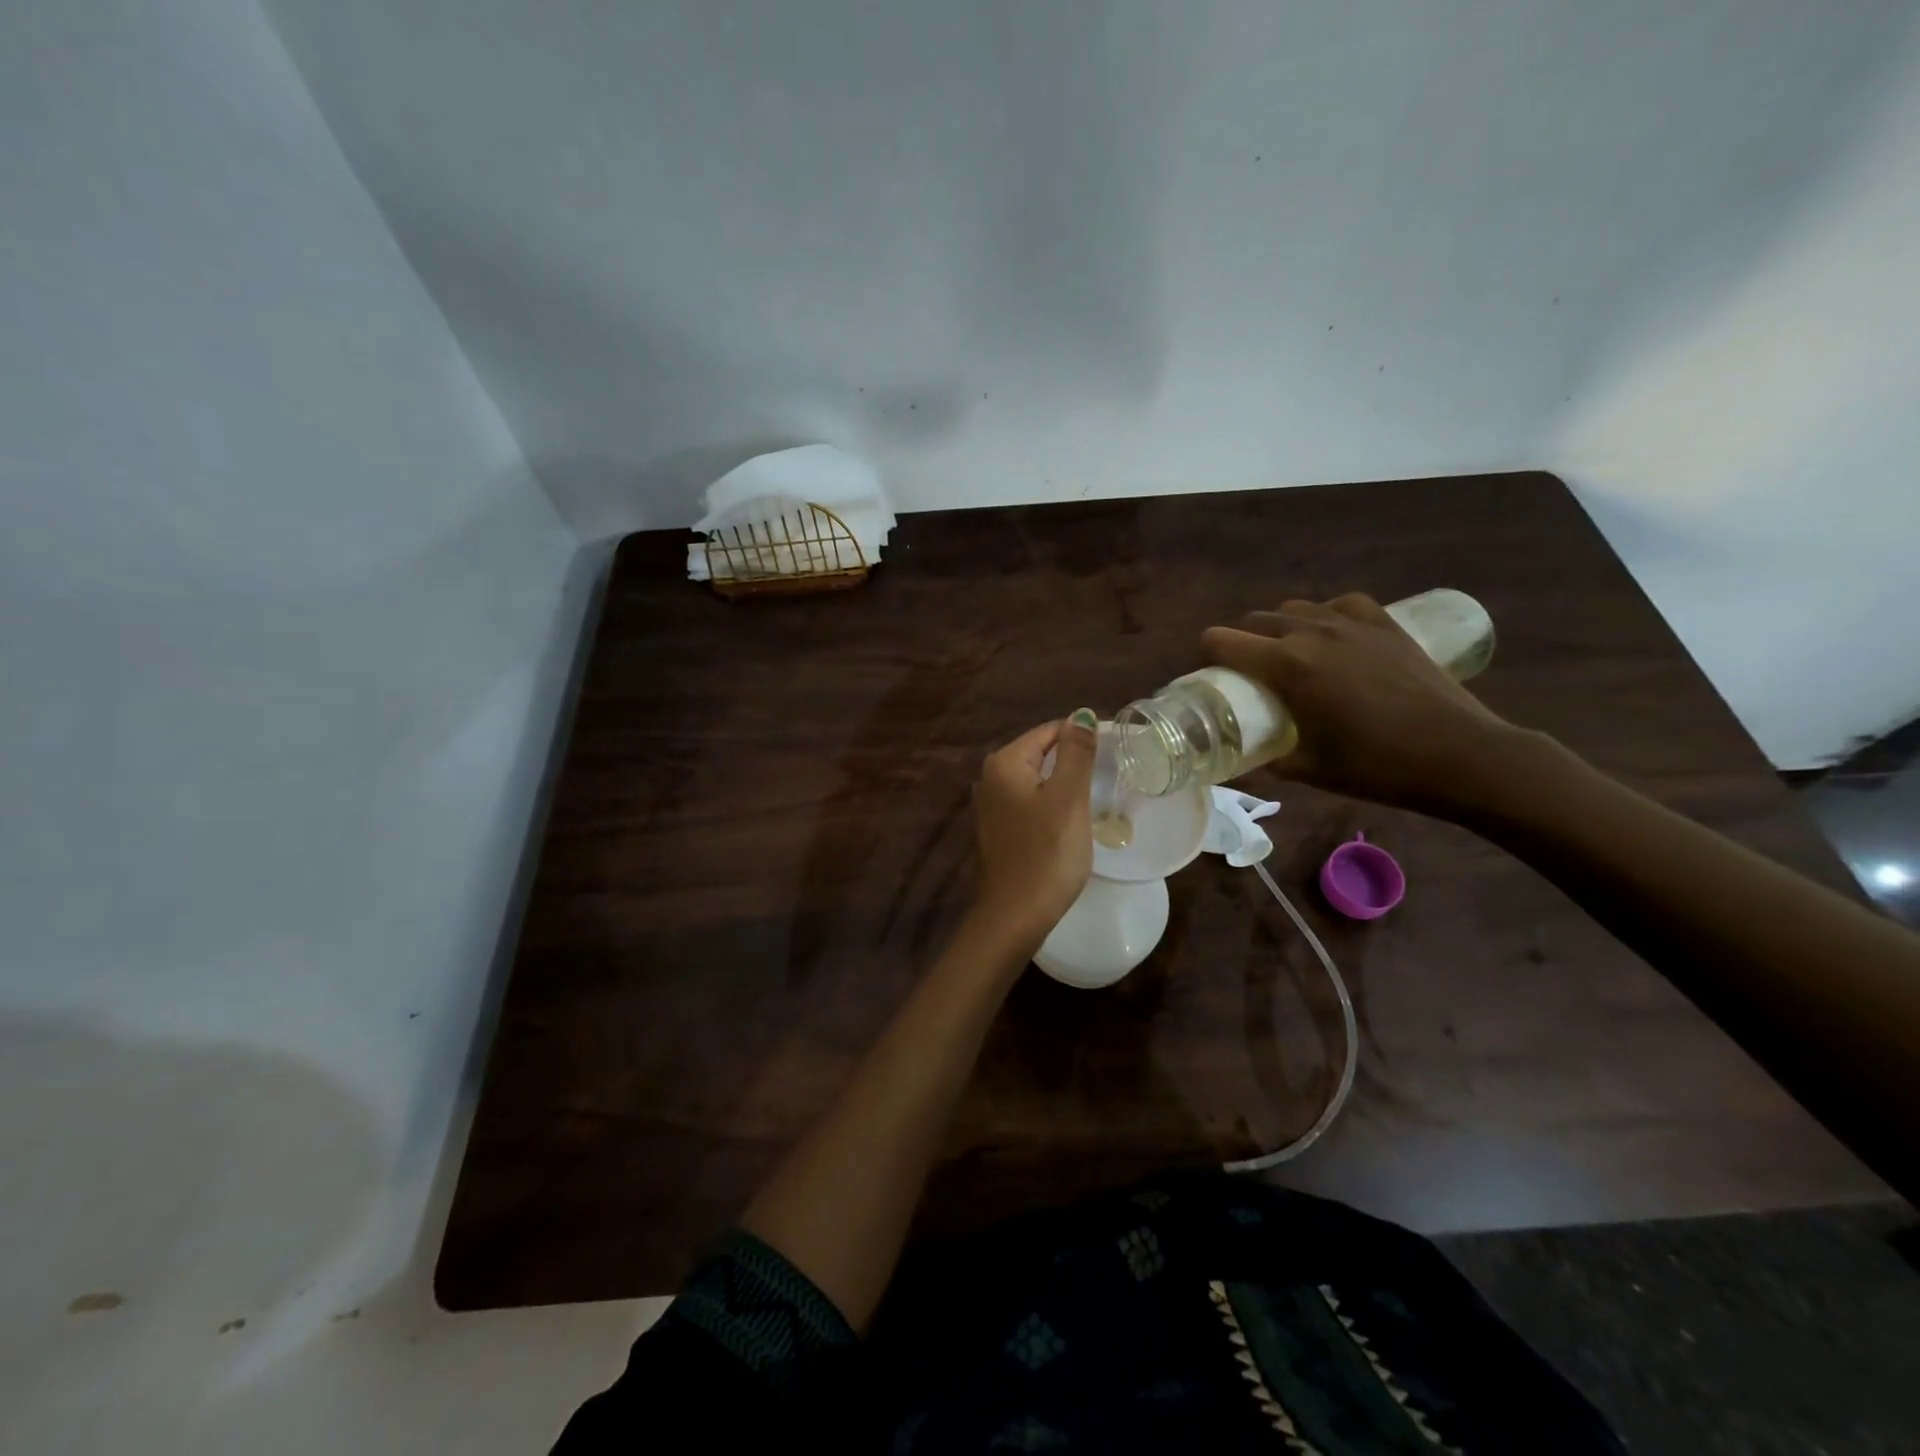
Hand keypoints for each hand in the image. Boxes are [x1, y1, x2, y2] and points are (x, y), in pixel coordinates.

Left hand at [970, 711, 1098, 948]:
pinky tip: (1066, 823)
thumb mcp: (1068, 798)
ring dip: (1061, 786)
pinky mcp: (996, 829)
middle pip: (1040, 753)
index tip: (1112, 757)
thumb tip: (1081, 715)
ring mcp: (989, 805)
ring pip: (1035, 780)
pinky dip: (1048, 806)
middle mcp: (989, 777)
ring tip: (1090, 801)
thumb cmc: (1046, 853)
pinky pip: (1028, 803)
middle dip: (1071, 762)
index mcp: (1003, 762)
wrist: (1014, 916)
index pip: (1049, 731)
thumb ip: (1076, 753)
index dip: (1082, 738)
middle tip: (1105, 780)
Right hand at [1201, 594, 1519, 817]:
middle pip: (1255, 620)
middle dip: (1241, 641)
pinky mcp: (1385, 624)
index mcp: (1286, 666)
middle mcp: (1311, 633)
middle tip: (1248, 673)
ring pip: (1295, 608)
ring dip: (1280, 627)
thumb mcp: (1308, 770)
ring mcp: (1352, 623)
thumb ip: (1269, 760)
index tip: (1211, 676)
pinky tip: (1333, 636)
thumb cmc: (1376, 766)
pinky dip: (1326, 617)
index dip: (1206, 656)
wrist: (1459, 755)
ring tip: (1289, 654)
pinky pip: (1340, 605)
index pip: (1221, 641)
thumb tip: (1245, 761)